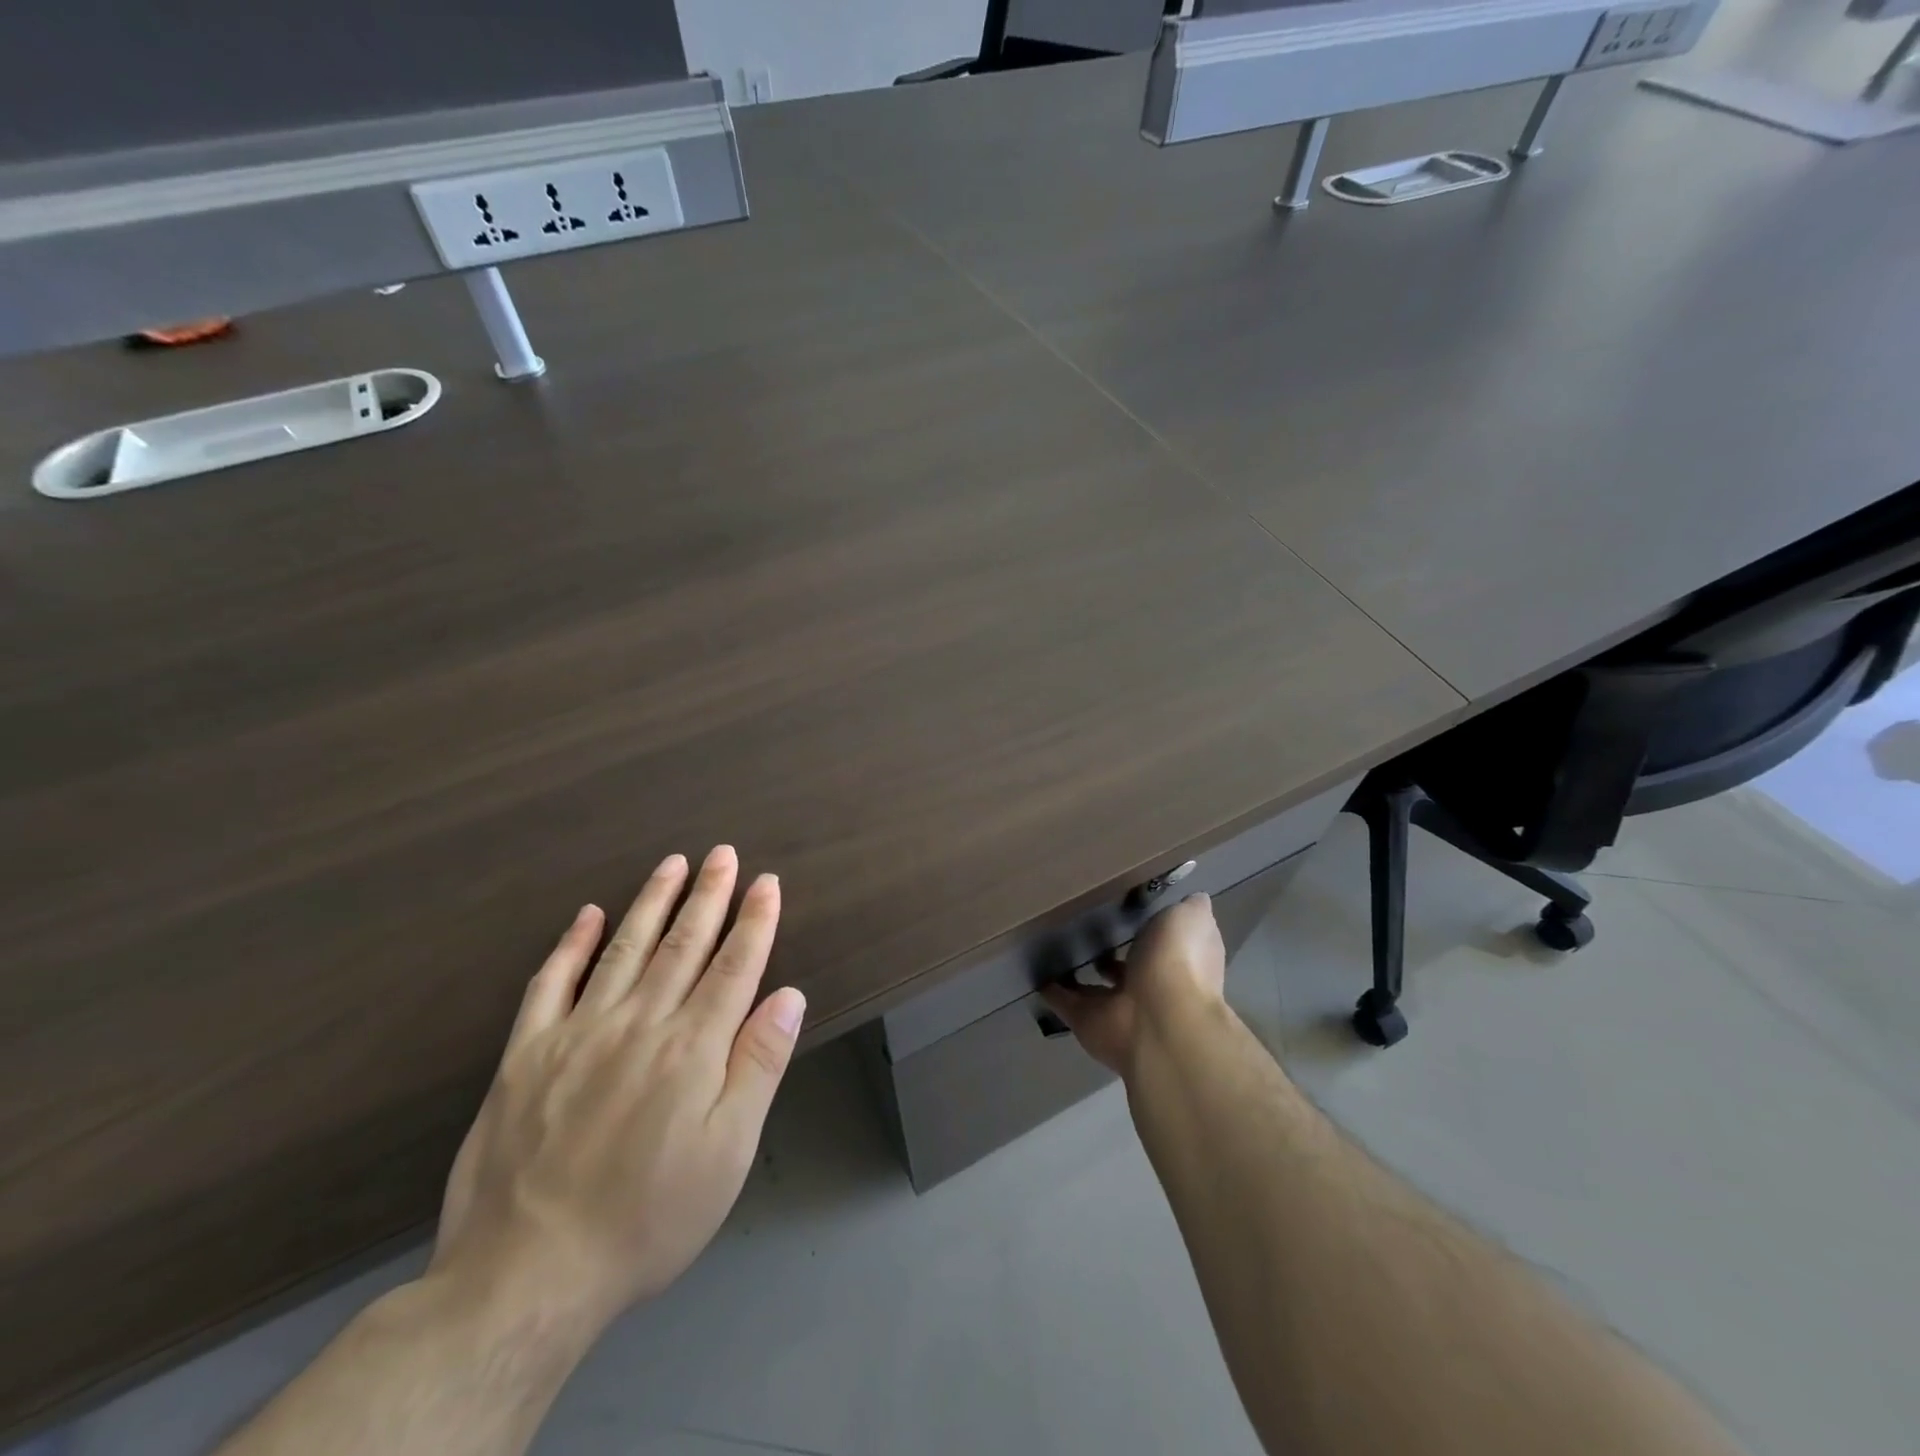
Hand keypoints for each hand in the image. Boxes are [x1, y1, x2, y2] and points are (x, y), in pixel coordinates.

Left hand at [429, 846, 805, 1335]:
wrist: (526, 1276)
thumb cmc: (647, 1217)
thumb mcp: (727, 1153)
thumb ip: (759, 1065)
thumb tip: (788, 995)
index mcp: (692, 1048)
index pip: (734, 966)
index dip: (754, 920)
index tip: (766, 882)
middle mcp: (640, 1023)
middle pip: (684, 944)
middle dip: (709, 895)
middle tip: (723, 854)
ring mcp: (578, 1033)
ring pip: (625, 949)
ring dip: (652, 902)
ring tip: (672, 864)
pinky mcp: (526, 1054)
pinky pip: (551, 983)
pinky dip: (570, 944)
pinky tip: (587, 915)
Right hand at [1041, 893, 1226, 1079]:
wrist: (1158, 1021)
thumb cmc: (1178, 961)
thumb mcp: (1191, 918)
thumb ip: (1190, 909)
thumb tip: (1194, 899)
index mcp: (1178, 961)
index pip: (1164, 941)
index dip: (1151, 926)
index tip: (1127, 905)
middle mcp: (1151, 985)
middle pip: (1128, 965)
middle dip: (1113, 950)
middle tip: (1084, 923)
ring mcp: (1118, 1006)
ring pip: (1095, 987)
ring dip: (1079, 972)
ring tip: (1055, 944)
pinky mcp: (1086, 1020)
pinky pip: (1066, 1002)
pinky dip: (1052, 990)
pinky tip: (1036, 970)